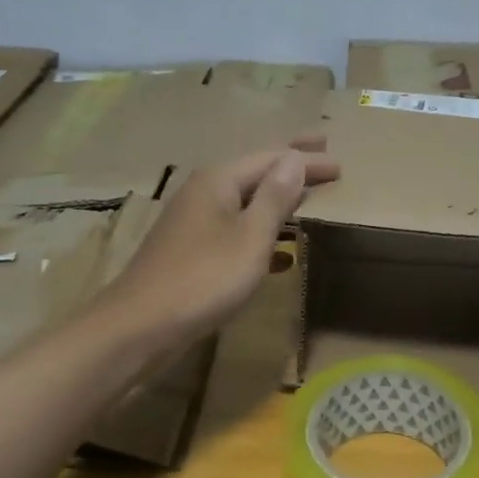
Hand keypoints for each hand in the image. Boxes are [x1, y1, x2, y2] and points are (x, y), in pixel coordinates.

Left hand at [99, 140, 338, 342]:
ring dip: (277, 198)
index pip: (271, 158)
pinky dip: (260, 232)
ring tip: (306, 197)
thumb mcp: (250, 238)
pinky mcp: (191, 250)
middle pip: (255, 171)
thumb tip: (294, 158)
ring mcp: (194, 221)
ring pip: (245, 201)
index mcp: (219, 181)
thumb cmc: (203, 278)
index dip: (305, 159)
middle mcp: (204, 192)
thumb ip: (274, 198)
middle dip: (289, 165)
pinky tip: (281, 254)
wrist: (140, 326)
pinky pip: (235, 229)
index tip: (338, 163)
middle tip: (321, 151)